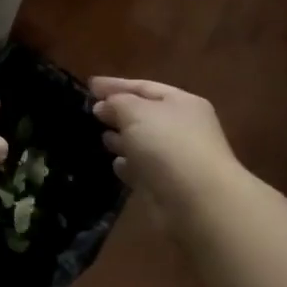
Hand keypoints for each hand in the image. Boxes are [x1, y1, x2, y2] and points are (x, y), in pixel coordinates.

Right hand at [90, 77, 240, 216]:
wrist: (197, 202)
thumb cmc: (167, 145)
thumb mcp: (135, 111)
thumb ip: (116, 102)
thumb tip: (103, 106)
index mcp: (181, 103)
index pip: (144, 87)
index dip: (115, 85)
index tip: (89, 85)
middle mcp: (182, 128)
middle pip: (144, 114)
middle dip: (118, 112)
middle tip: (91, 111)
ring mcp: (176, 159)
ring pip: (143, 143)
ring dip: (122, 139)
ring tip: (100, 137)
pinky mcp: (167, 186)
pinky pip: (143, 169)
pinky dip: (129, 166)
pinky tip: (115, 164)